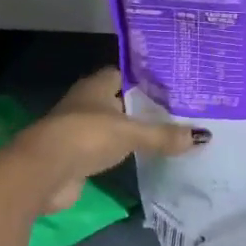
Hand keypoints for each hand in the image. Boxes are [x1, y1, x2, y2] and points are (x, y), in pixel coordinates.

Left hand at [17, 67, 204, 213]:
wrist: (43, 172)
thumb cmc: (86, 136)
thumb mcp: (130, 133)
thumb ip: (163, 135)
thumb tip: (202, 136)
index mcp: (97, 85)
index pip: (125, 74)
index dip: (146, 79)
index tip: (172, 87)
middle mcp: (87, 103)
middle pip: (120, 101)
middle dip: (142, 107)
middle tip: (177, 113)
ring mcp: (79, 130)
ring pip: (112, 126)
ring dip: (131, 132)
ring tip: (166, 136)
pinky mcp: (76, 156)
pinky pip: (105, 150)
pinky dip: (121, 154)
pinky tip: (142, 158)